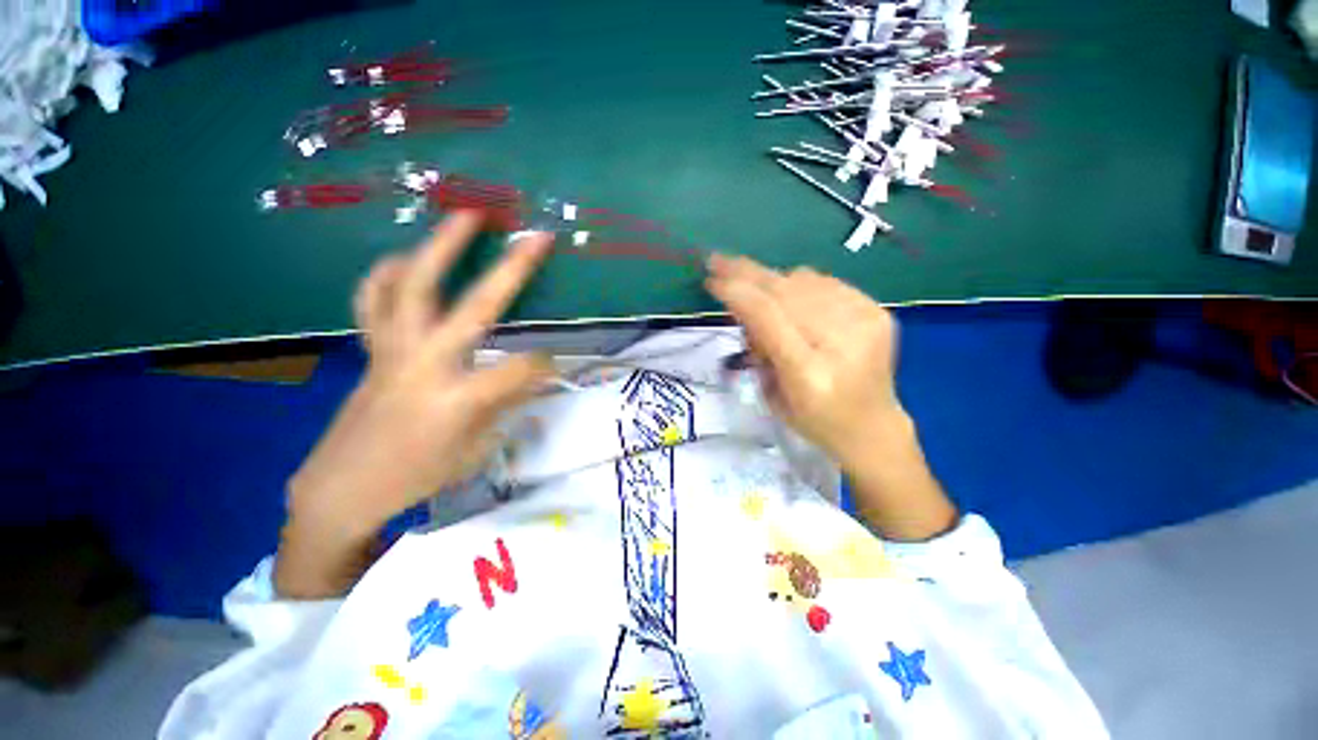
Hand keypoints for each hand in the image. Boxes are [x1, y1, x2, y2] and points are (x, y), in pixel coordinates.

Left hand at [276, 213, 554, 597]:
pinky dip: (385, 274)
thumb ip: (507, 406)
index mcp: (459, 400)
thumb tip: (535, 376)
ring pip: (414, 287)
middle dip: (511, 270)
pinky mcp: (374, 350)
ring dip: (441, 247)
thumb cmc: (417, 477)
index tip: (557, 366)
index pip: (522, 368)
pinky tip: (401, 258)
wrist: (343, 488)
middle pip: (474, 307)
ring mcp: (394, 351)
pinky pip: (373, 301)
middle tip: (533, 237)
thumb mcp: (476, 452)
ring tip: (463, 216)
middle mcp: (427, 365)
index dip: (547, 365)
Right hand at [705, 254, 955, 540]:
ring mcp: (866, 321)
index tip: (712, 279)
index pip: (768, 316)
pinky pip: (825, 282)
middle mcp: (842, 341)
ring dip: (773, 281)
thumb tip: (747, 303)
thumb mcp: (770, 394)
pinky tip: (792, 300)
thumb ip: (758, 347)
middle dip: (747, 274)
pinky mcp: (878, 311)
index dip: (737, 292)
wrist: (871, 425)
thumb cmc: (813, 420)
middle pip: (786, 291)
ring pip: (804, 280)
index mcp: (809, 373)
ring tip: (759, 294)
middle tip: (718, 261)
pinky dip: (800, 286)